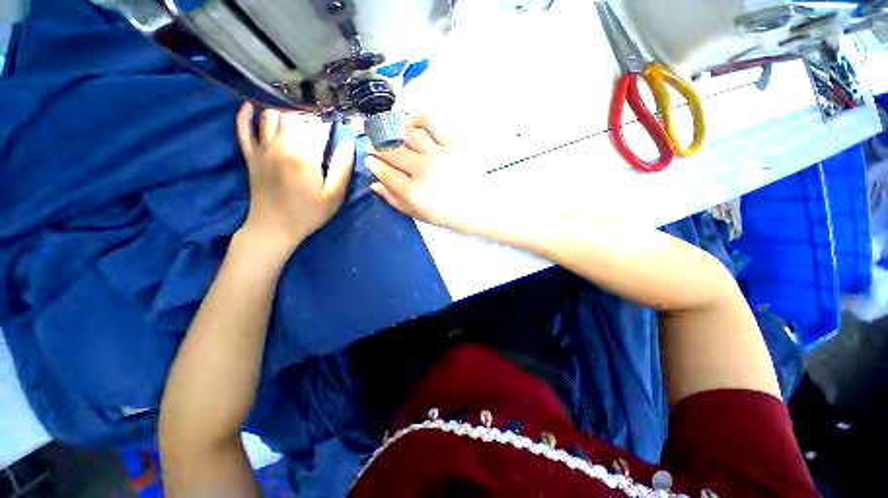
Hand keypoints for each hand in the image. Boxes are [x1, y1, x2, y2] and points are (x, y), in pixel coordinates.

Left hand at [236, 103, 354, 258]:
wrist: (273, 228)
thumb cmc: (308, 214)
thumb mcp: (334, 196)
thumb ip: (342, 168)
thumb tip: (349, 143)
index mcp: (305, 155)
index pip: (318, 126)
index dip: (329, 117)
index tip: (337, 110)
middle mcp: (281, 145)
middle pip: (295, 116)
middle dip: (308, 106)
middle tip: (318, 101)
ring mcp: (262, 149)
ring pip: (271, 116)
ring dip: (282, 104)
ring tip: (293, 95)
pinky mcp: (251, 156)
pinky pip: (243, 129)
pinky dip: (245, 115)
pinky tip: (251, 104)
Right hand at [367, 114, 491, 234]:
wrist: (481, 208)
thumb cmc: (449, 215)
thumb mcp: (419, 215)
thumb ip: (395, 200)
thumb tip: (375, 184)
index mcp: (413, 192)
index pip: (383, 171)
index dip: (373, 164)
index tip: (369, 160)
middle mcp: (422, 170)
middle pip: (392, 151)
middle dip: (379, 148)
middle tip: (376, 147)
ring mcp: (438, 154)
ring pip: (407, 134)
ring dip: (394, 132)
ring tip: (392, 134)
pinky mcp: (453, 143)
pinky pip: (432, 122)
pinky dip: (418, 118)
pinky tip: (412, 123)